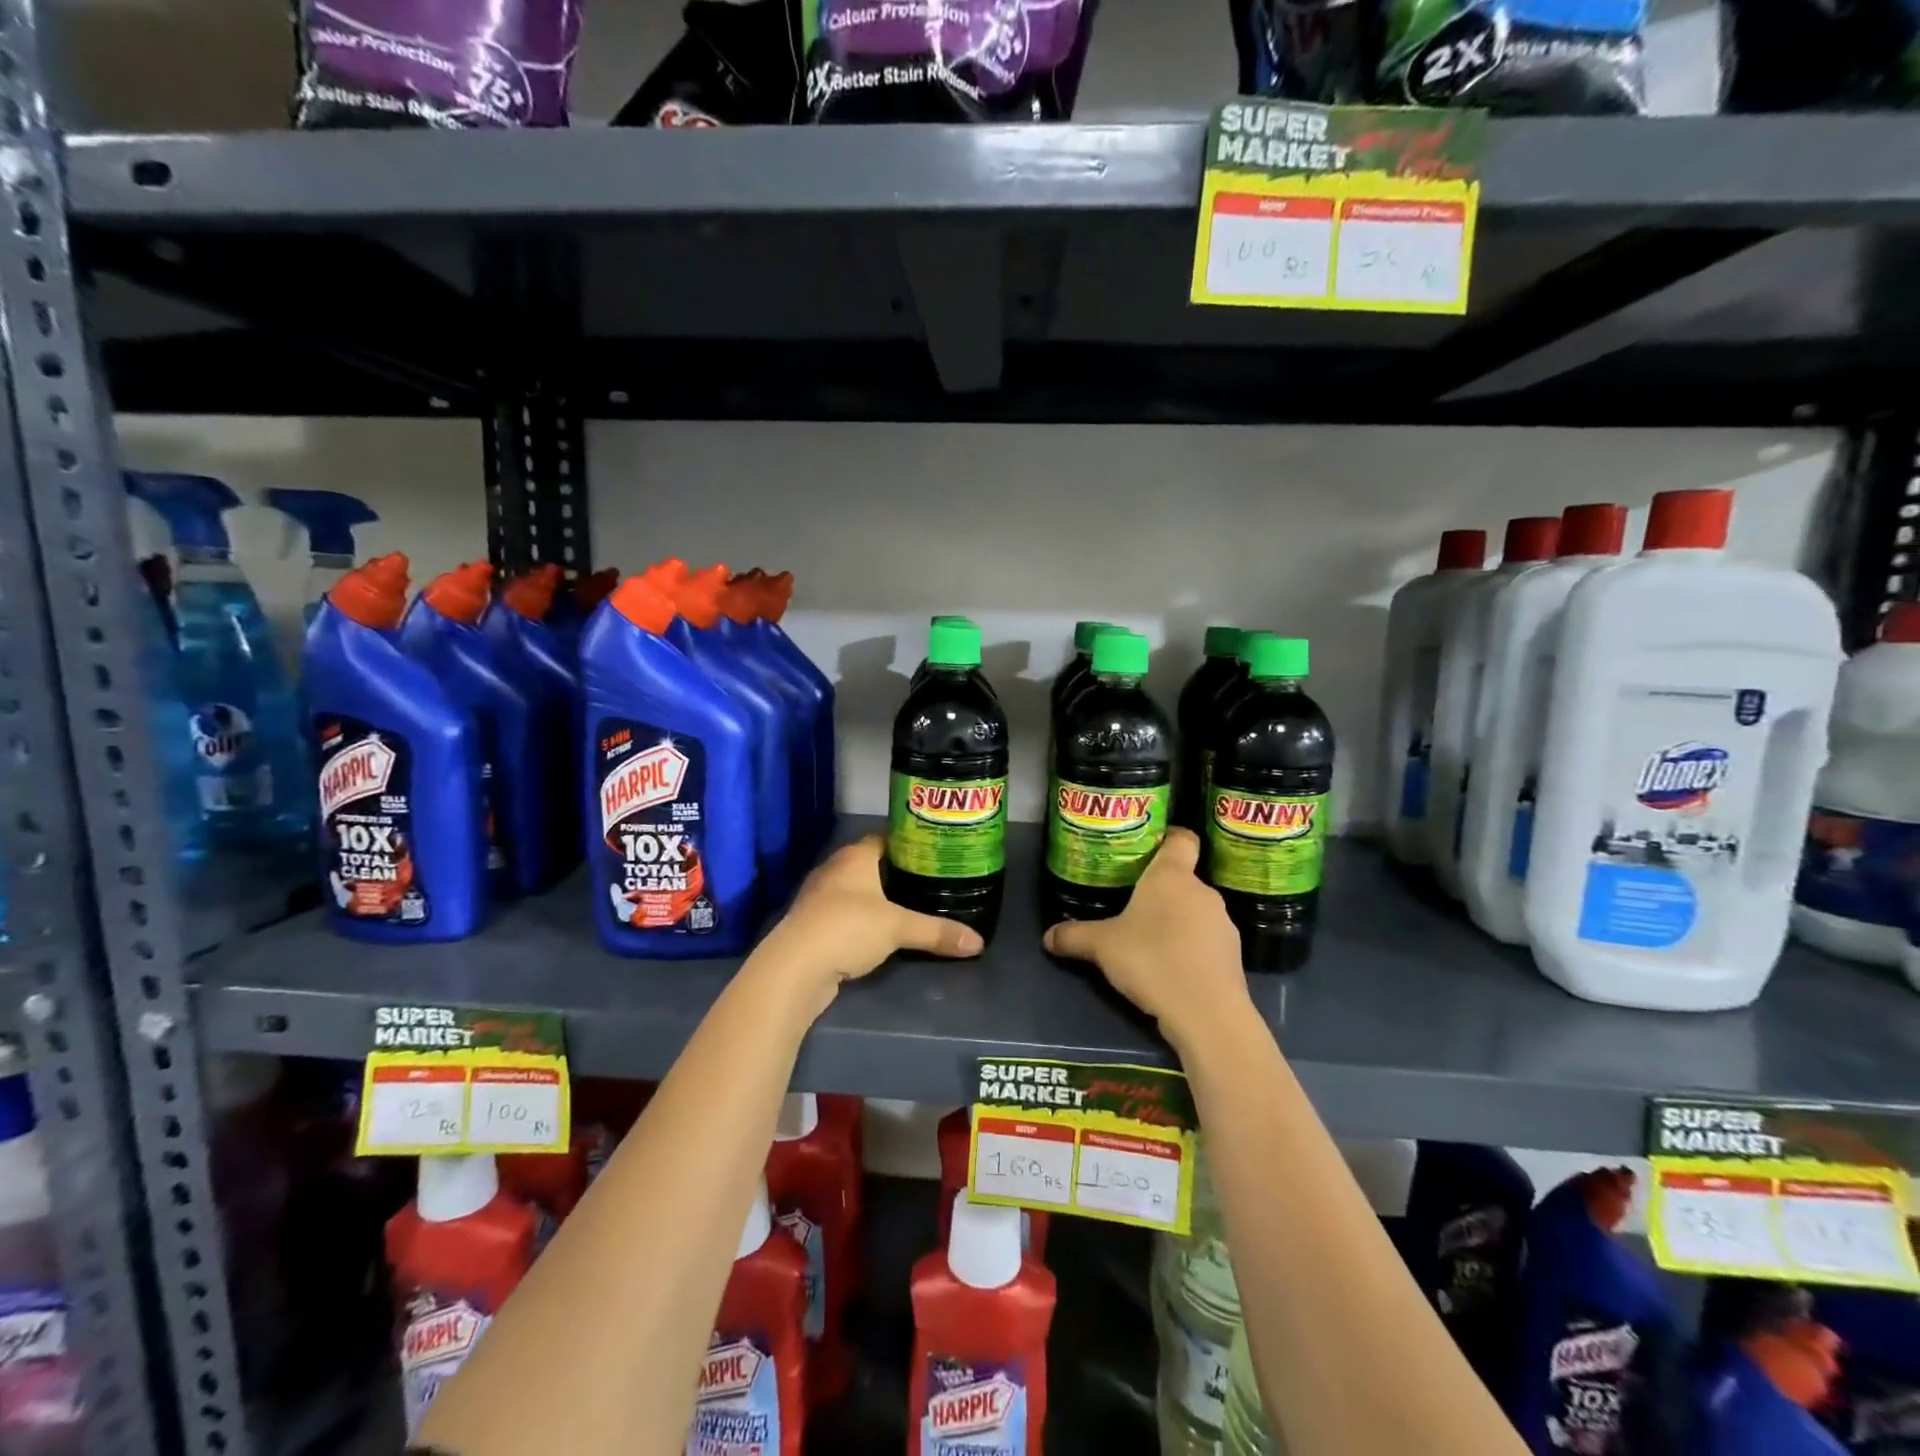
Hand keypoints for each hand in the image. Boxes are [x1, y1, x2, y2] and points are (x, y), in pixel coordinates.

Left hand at [750, 835, 983, 1009]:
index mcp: (854, 856)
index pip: (884, 838)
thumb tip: (978, 943)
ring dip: (876, 898)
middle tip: (928, 882)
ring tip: (909, 907)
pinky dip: (862, 920)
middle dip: (896, 873)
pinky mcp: (812, 924)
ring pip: (856, 890)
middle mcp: (834, 869)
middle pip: (870, 864)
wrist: (794, 968)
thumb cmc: (847, 928)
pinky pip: (844, 914)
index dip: (908, 844)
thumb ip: (937, 932)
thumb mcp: (898, 928)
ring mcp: (819, 897)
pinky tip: (880, 932)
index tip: (933, 853)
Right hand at [1042, 829, 1249, 1046]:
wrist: (1207, 1013)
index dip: (1168, 837)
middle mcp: (1202, 891)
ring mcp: (1223, 923)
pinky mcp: (1233, 955)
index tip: (1149, 846)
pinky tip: (1172, 968)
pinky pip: (1207, 941)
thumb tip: (1047, 936)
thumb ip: (1074, 936)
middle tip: (1132, 905)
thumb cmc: (1151, 960)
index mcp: (1171, 876)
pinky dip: (1191, 948)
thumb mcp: (1102, 947)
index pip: (1181, 838)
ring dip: (1177, 922)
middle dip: (1160, 891)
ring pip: (1195, 911)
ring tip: (1151, 942)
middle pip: (1183, 879)